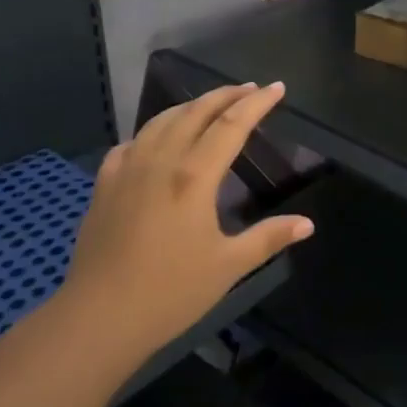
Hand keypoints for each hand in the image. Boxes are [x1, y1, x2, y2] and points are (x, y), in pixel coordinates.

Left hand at [59, 83, 313, 361]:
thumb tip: (307, 224)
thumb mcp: (228, 267)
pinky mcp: (104, 185)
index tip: (276, 88)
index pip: (231, 125)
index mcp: (194, 176)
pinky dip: (153, 131)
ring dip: (190, 105)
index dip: (257, 104)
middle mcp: (160, 161)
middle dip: (225, 95)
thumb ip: (268, 238)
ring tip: (209, 105)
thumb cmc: (170, 292)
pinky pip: (132, 142)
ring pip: (161, 120)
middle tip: (249, 89)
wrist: (98, 318)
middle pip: (195, 112)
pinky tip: (156, 140)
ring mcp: (127, 169)